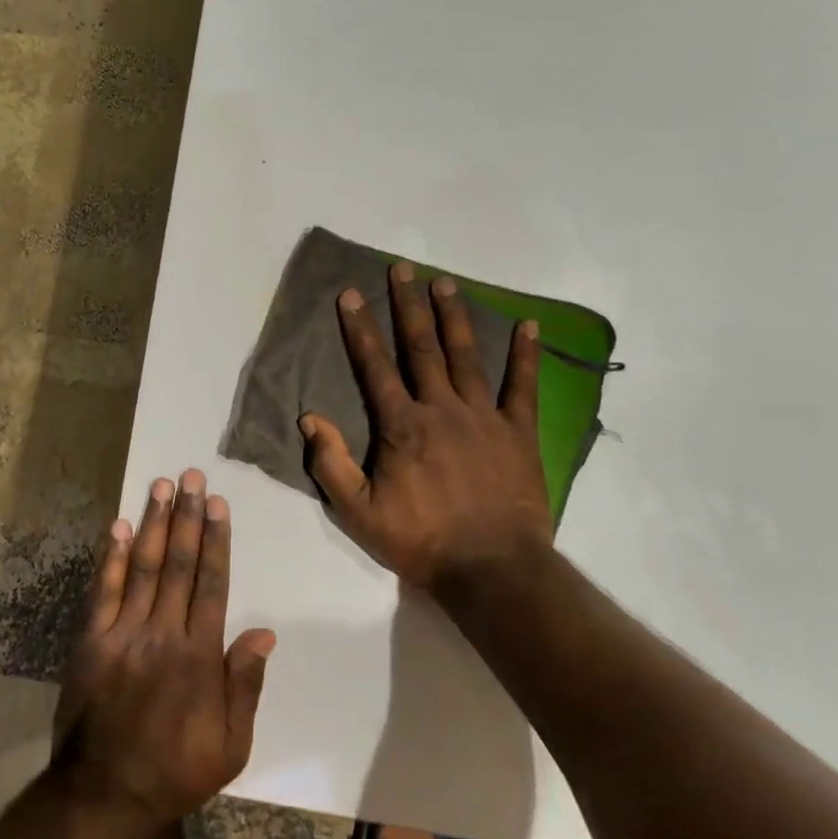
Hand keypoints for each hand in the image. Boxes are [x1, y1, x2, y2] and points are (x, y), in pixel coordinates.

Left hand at [51, 470, 275, 835]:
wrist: (104, 795)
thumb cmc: (176, 770)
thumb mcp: (231, 745)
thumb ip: (245, 685)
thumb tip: (264, 632)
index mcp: (199, 656)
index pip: (211, 584)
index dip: (216, 540)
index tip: (217, 504)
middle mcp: (162, 634)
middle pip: (178, 564)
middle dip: (186, 517)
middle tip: (190, 476)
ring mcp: (122, 635)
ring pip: (142, 568)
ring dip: (153, 524)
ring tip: (160, 486)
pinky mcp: (90, 642)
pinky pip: (102, 591)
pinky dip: (110, 557)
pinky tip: (117, 526)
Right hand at [299, 263, 553, 592]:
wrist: (491, 569)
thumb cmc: (420, 541)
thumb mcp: (358, 513)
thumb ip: (332, 463)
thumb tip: (309, 418)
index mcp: (401, 426)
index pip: (375, 366)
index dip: (361, 329)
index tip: (351, 294)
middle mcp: (441, 409)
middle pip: (422, 347)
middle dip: (409, 305)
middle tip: (403, 269)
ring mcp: (483, 417)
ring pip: (466, 355)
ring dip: (454, 316)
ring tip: (446, 282)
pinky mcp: (518, 432)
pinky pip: (523, 385)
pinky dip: (526, 354)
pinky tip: (529, 324)